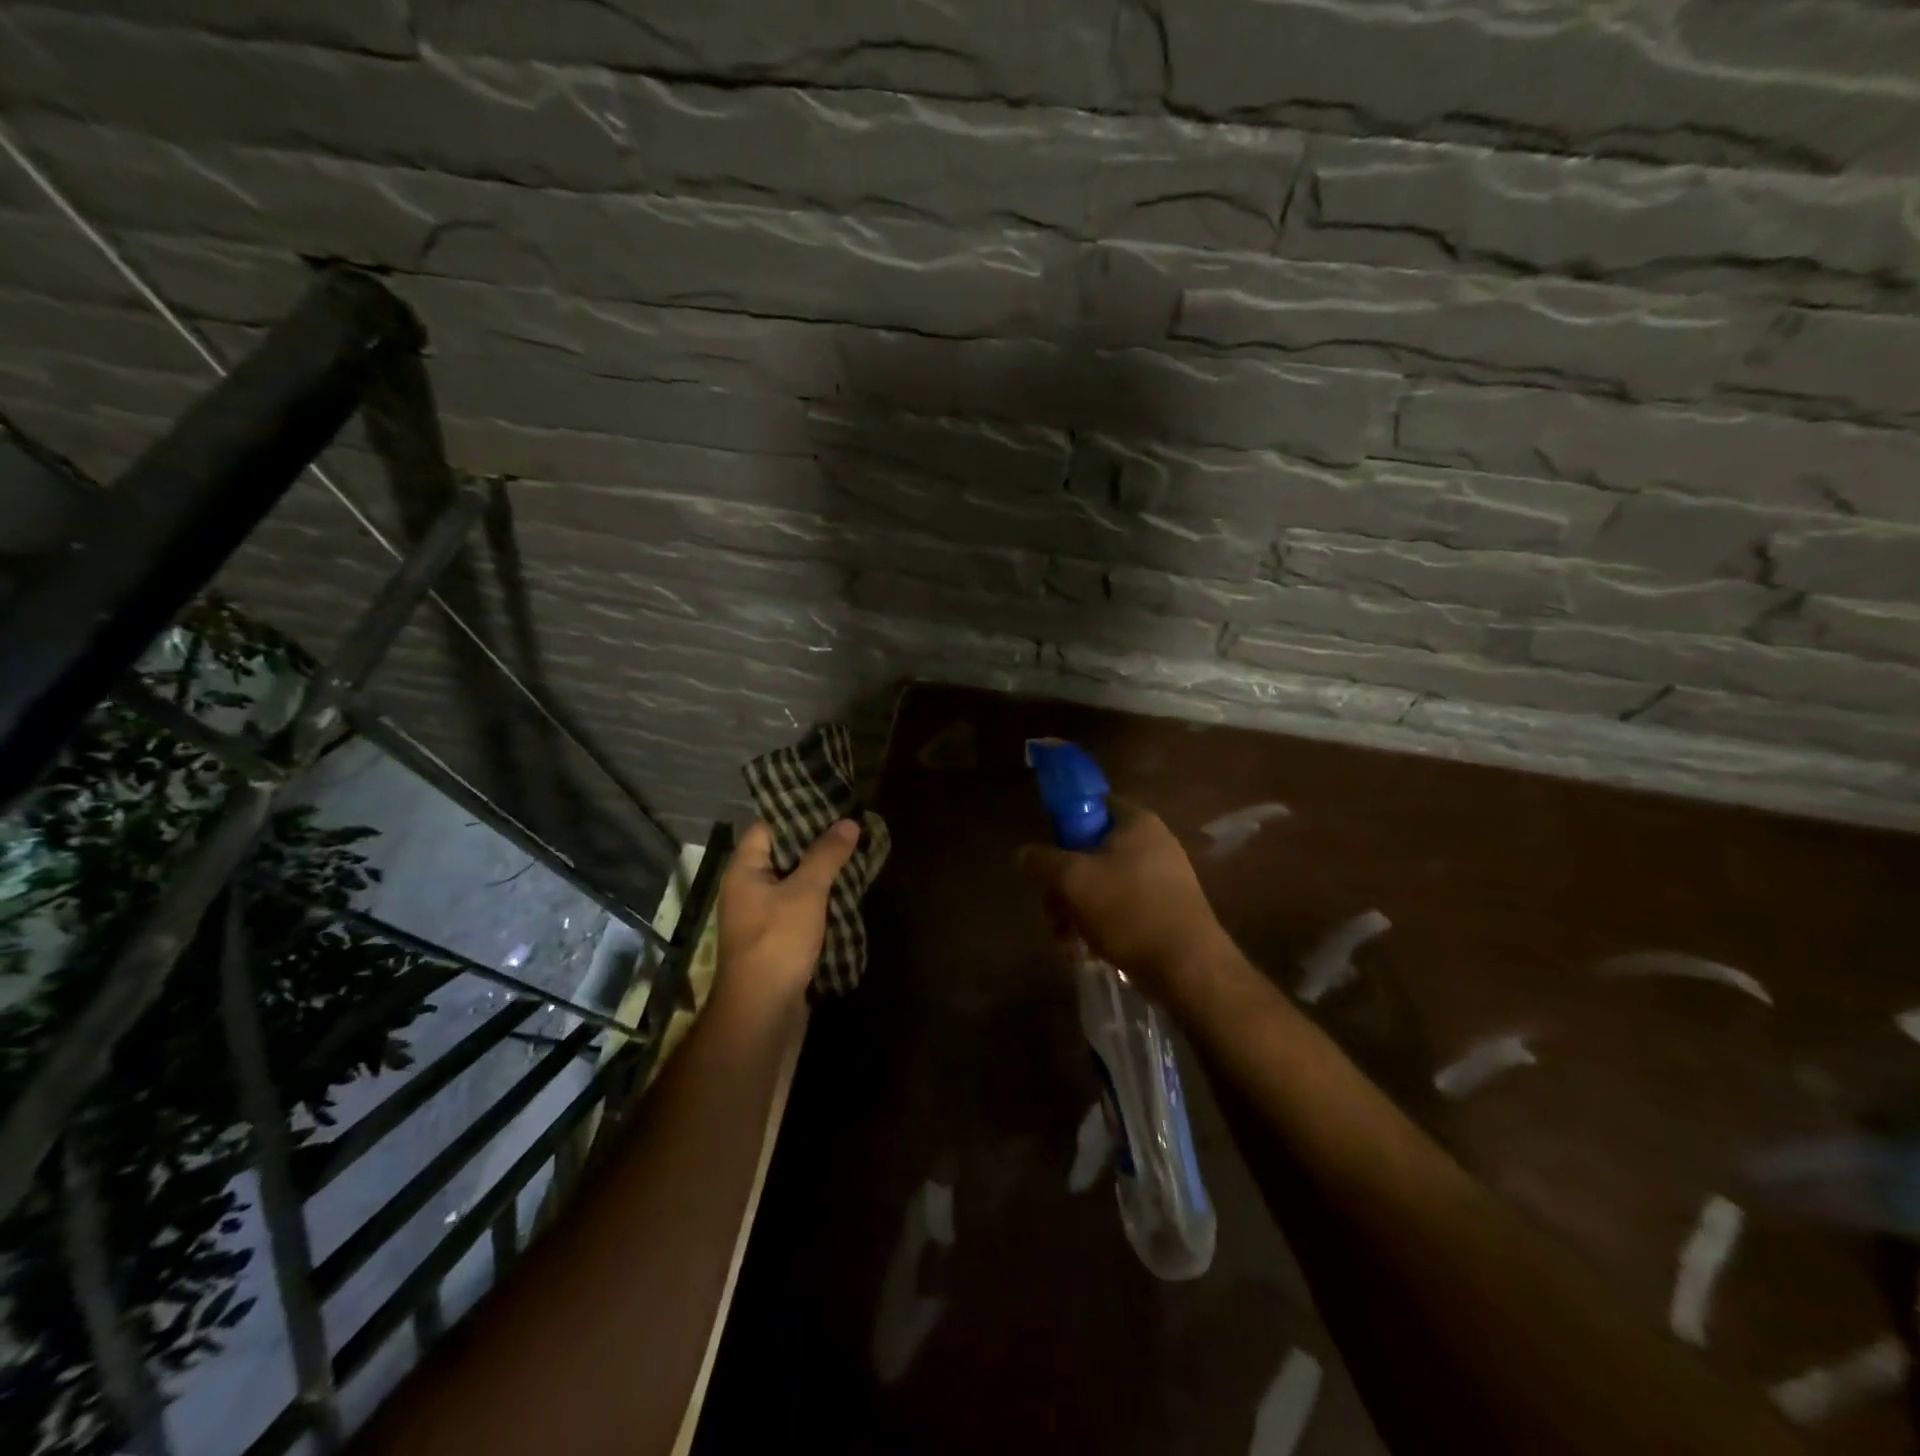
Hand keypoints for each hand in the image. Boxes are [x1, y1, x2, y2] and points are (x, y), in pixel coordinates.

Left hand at [715, 818, 860, 1011]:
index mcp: (744, 870)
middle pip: (782, 854)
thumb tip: (848, 822)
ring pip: (793, 882)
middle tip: (851, 828)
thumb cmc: (778, 941)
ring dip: (820, 872)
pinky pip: (798, 907)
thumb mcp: (806, 891)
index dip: (796, 814)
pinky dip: (819, 899)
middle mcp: (747, 889)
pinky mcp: (776, 939)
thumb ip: (826, 854)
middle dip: (815, 843)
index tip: (830, 805)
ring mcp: (761, 916)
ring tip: (855, 855)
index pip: (766, 828)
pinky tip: (846, 893)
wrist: (763, 1011)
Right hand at [1018, 798, 1230, 1003]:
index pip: (1091, 805)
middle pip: (1090, 851)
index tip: (1047, 857)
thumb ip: (1041, 860)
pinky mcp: (1165, 909)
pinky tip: (1085, 950)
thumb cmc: (1128, 910)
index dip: (1063, 826)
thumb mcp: (1072, 880)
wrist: (1189, 968)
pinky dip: (1099, 924)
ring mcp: (1162, 878)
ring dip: (1075, 910)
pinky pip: (1120, 907)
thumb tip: (1026, 854)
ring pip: (1101, 884)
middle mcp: (1153, 843)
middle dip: (1063, 884)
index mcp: (1136, 822)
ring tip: (1065, 941)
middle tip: (1052, 912)